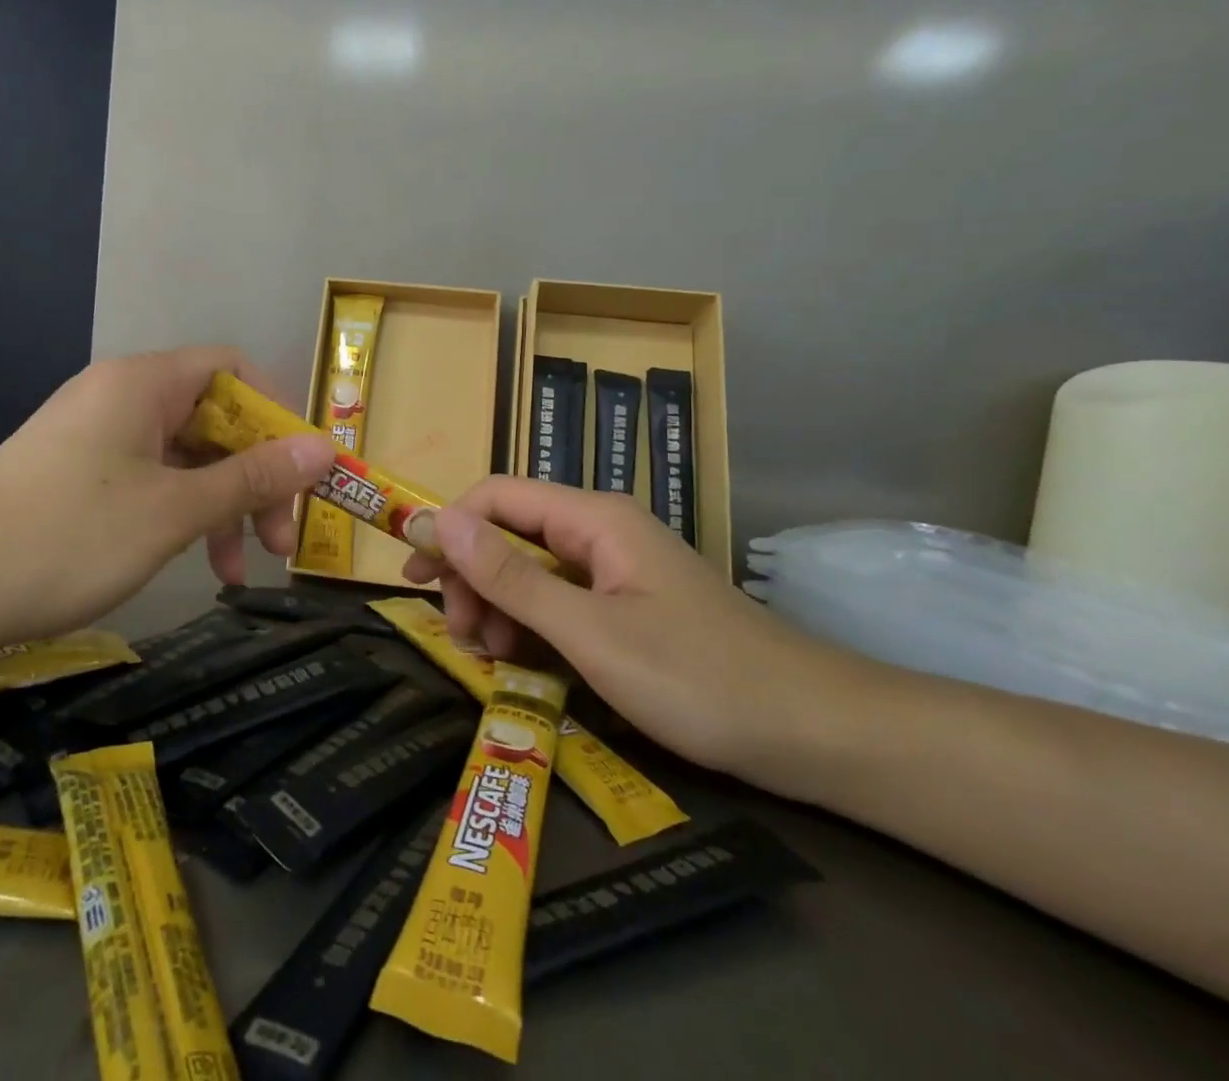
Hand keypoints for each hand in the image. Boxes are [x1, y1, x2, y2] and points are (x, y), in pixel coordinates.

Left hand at [0, 347, 336, 643]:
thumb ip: (253, 477)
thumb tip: (325, 449)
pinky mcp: (80, 472)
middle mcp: (123, 396)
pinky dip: (181, 515)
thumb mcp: (175, 510)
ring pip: (185, 456)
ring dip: (220, 507)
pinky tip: (195, 564)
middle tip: (278, 540)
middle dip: (253, 477)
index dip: (277, 414)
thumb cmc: (69, 536)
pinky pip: (152, 479)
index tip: (300, 471)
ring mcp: (98, 434)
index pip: (234, 370)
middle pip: (214, 417)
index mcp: (145, 383)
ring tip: (236, 572)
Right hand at [401, 478, 871, 782]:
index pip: (497, 495)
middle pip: (509, 531)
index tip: (414, 577)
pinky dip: (531, 624)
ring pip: (531, 567)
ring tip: (492, 655)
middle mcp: (600, 530)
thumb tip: (440, 521)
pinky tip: (526, 661)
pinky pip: (560, 598)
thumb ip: (511, 576)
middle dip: (472, 575)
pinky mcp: (626, 603)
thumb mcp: (590, 633)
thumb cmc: (699, 679)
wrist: (815, 734)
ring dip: (499, 604)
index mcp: (593, 518)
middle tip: (460, 634)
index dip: (448, 527)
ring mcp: (615, 568)